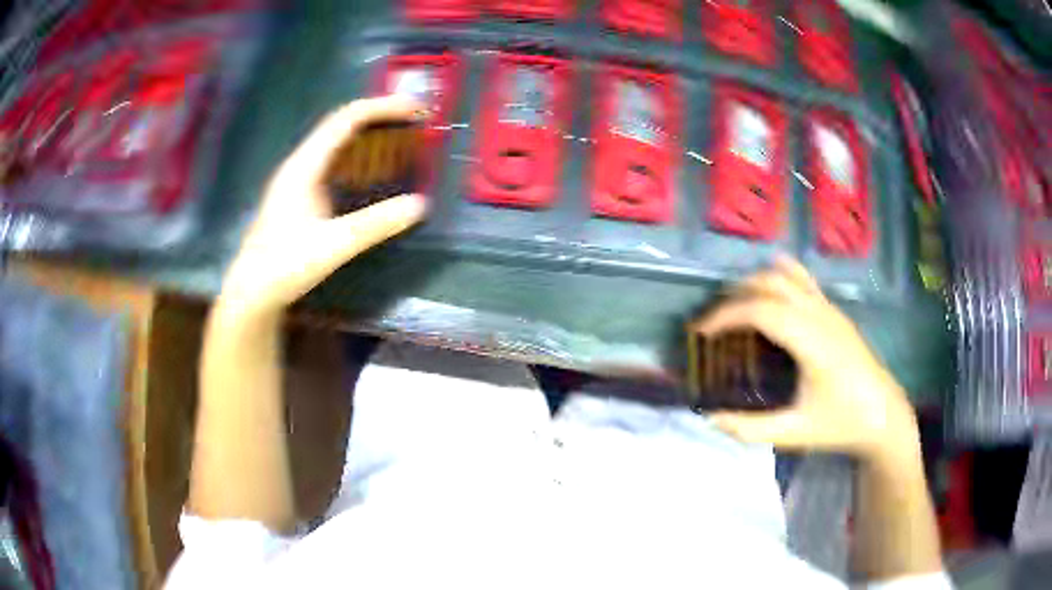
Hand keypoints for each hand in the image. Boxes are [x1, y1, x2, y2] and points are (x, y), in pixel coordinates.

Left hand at [218, 96, 427, 316]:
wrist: (252, 291)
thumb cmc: (285, 265)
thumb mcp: (334, 245)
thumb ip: (376, 224)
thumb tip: (420, 204)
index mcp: (305, 166)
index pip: (346, 120)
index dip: (382, 108)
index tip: (414, 109)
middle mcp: (300, 164)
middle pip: (342, 124)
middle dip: (379, 116)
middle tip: (413, 121)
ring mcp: (297, 178)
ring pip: (336, 142)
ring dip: (368, 135)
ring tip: (398, 138)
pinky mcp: (298, 194)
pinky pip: (332, 161)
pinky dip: (357, 156)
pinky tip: (369, 171)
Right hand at [694, 257, 919, 462]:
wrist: (884, 415)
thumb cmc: (841, 424)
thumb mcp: (794, 432)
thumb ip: (749, 428)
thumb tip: (710, 418)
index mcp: (812, 341)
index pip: (761, 310)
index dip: (725, 316)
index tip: (700, 332)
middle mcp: (820, 315)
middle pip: (770, 283)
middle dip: (735, 296)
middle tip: (713, 323)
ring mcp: (830, 309)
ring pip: (786, 275)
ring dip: (755, 284)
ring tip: (734, 308)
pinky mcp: (835, 311)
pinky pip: (802, 280)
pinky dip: (777, 279)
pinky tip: (768, 295)